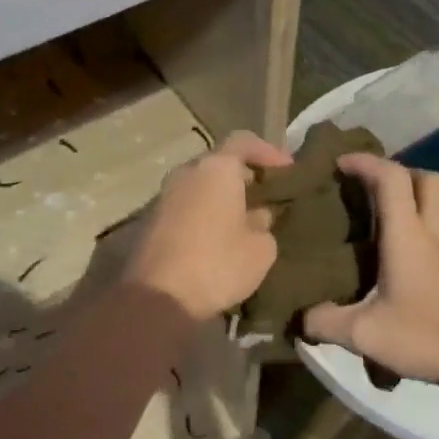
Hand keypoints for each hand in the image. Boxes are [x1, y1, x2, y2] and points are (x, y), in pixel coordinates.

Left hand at [126, 130, 292, 322]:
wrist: (158, 297)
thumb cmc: (218, 264)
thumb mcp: (261, 249)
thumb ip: (264, 224)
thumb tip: (256, 217)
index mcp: (216, 169)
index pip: (244, 141)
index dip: (269, 151)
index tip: (288, 170)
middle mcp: (186, 173)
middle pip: (219, 163)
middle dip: (244, 176)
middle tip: (267, 196)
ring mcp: (164, 196)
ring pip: (200, 186)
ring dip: (222, 197)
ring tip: (245, 220)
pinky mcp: (151, 221)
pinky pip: (186, 206)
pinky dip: (204, 213)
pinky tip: (219, 238)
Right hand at [303, 154, 438, 391]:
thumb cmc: (430, 336)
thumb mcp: (365, 335)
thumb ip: (326, 323)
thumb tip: (300, 318)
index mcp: (408, 235)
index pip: (391, 178)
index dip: (365, 162)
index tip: (339, 164)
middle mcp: (433, 233)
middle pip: (425, 179)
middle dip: (396, 172)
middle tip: (367, 188)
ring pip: (438, 204)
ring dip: (412, 198)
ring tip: (381, 218)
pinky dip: (421, 226)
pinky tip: (401, 255)